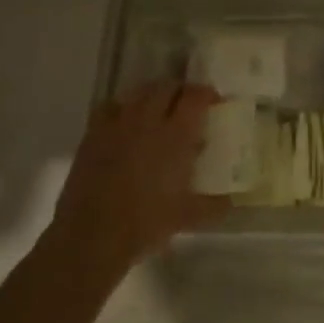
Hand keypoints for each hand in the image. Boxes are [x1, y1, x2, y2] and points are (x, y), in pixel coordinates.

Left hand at [50, 82, 230, 267]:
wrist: (93, 234)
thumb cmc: (146, 223)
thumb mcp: (188, 217)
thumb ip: (214, 205)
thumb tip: (231, 201)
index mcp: (175, 135)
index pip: (195, 97)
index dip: (207, 94)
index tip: (215, 102)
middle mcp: (146, 120)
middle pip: (166, 87)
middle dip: (181, 91)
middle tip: (189, 106)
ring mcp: (116, 124)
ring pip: (138, 93)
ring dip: (154, 96)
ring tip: (160, 112)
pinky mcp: (93, 134)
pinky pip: (111, 107)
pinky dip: (124, 108)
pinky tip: (127, 124)